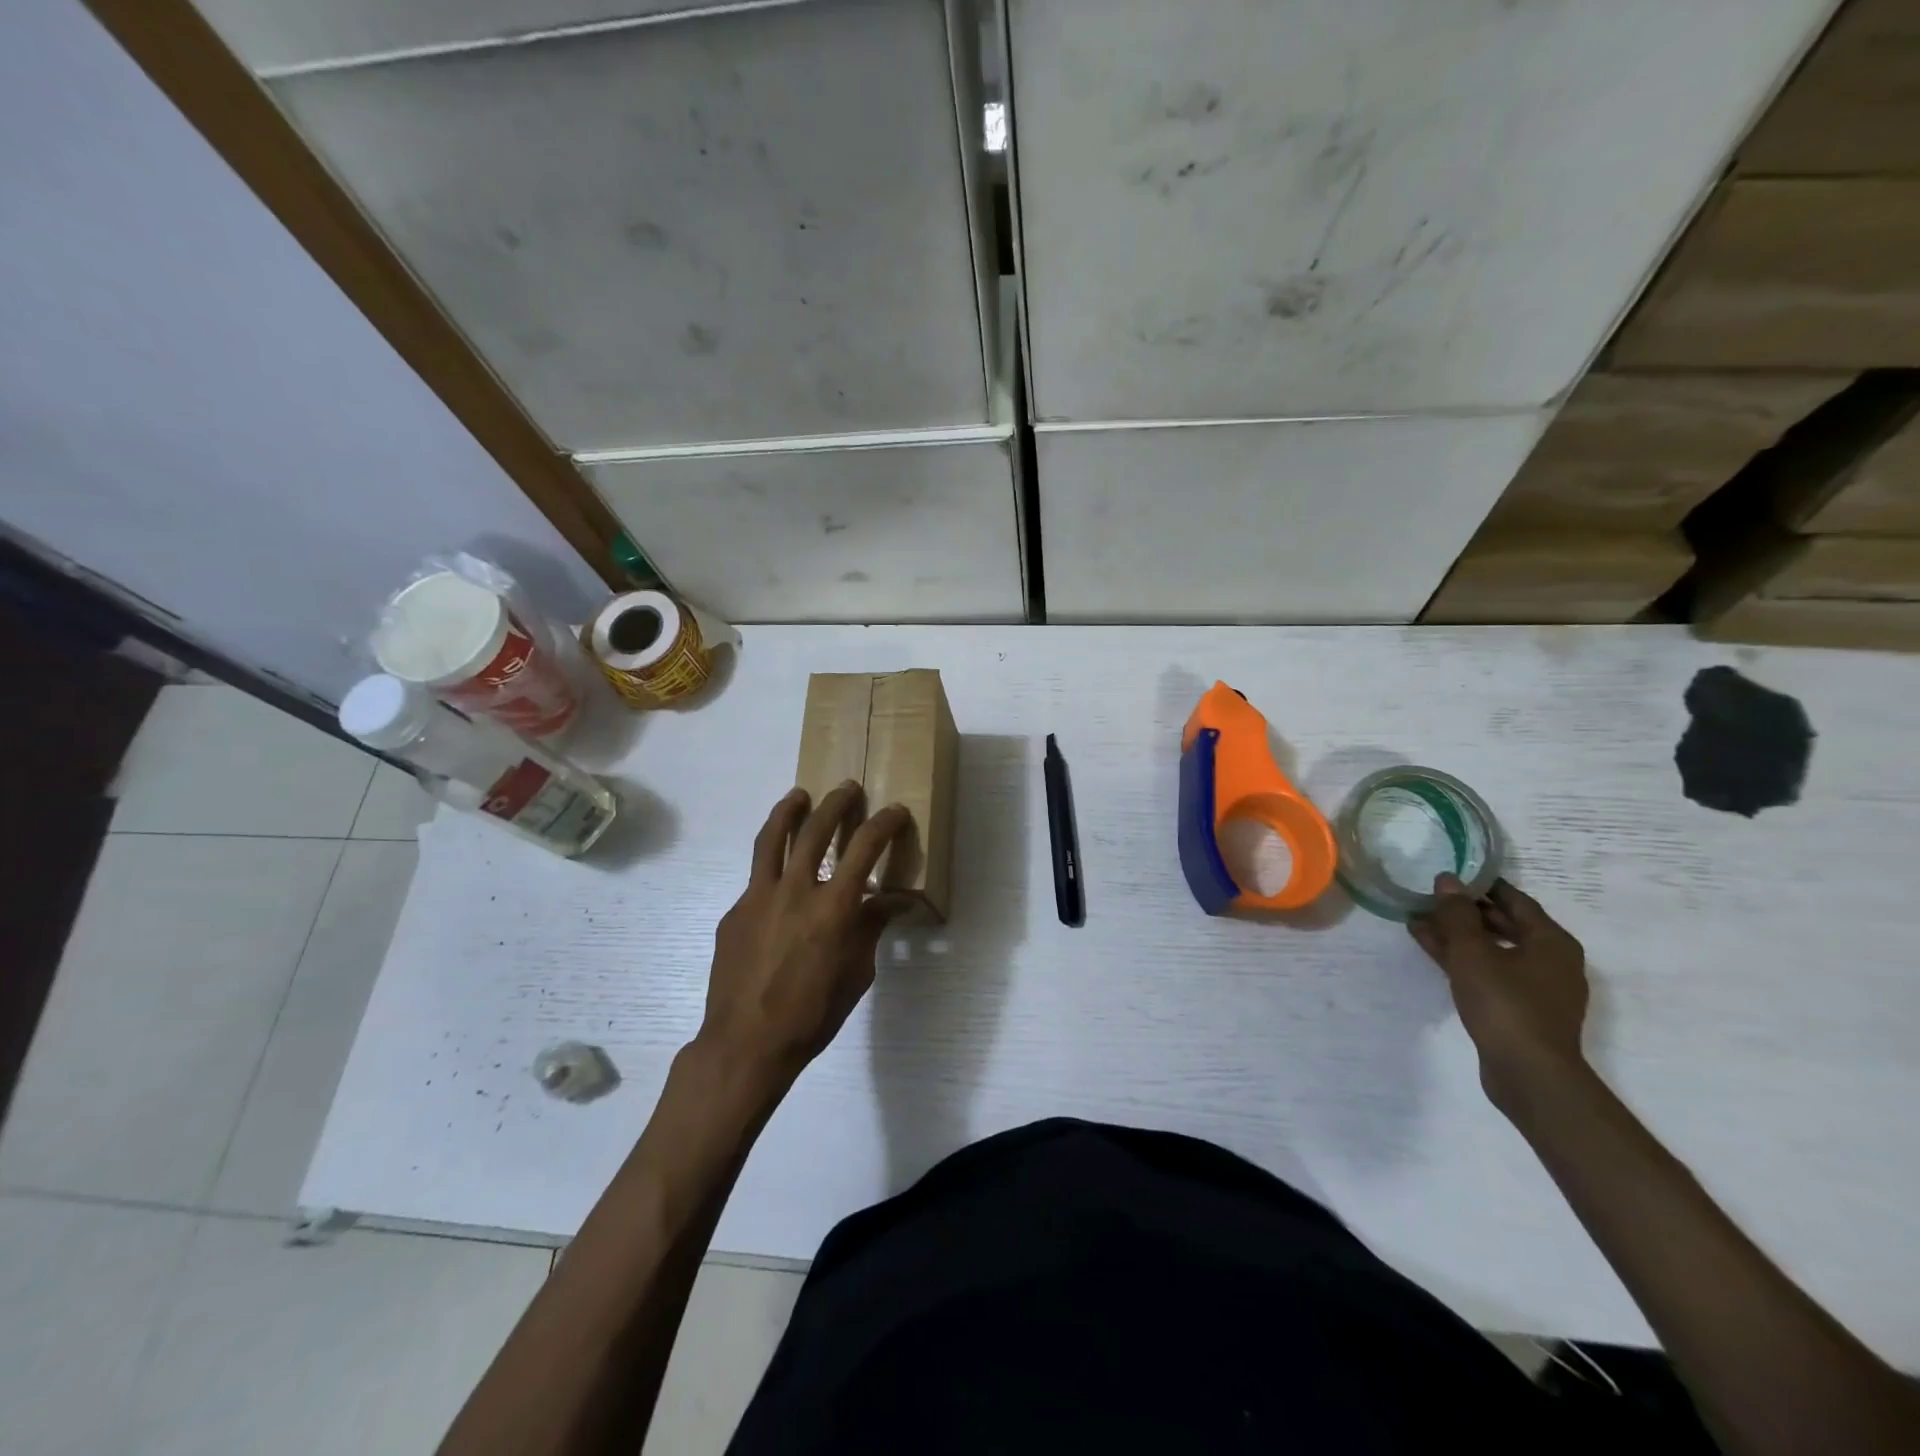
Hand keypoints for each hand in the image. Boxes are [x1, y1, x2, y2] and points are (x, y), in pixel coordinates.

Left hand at [696, 783, 913, 1090]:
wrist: (746, 1044)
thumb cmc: (813, 1014)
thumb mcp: (857, 974)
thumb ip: (871, 929)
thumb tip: (891, 902)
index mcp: (833, 907)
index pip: (865, 848)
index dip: (884, 824)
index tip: (894, 810)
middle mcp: (795, 890)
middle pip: (815, 829)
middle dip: (835, 803)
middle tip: (847, 788)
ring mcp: (758, 897)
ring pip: (772, 839)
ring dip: (788, 811)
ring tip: (798, 795)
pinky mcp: (734, 912)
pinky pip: (756, 880)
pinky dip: (772, 869)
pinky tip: (779, 883)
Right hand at [1409, 875, 1589, 1113]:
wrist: (1528, 1072)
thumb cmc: (1505, 1003)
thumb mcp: (1472, 953)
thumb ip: (1457, 914)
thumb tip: (1447, 880)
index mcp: (1551, 941)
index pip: (1515, 900)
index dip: (1482, 885)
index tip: (1451, 874)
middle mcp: (1551, 960)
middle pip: (1505, 924)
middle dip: (1465, 912)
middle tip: (1428, 898)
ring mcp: (1537, 987)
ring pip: (1493, 949)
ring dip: (1458, 936)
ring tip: (1419, 923)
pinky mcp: (1521, 1008)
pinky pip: (1490, 971)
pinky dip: (1463, 959)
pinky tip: (1432, 951)